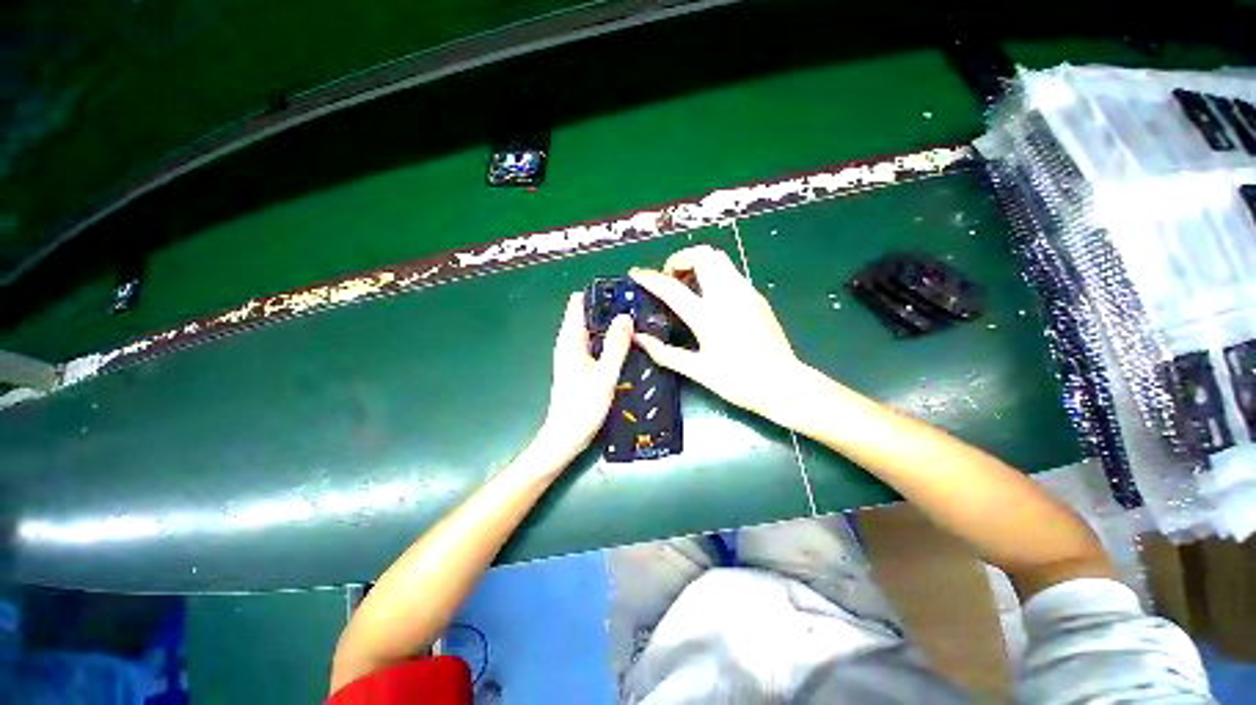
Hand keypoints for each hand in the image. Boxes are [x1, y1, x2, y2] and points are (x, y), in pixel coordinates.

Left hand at [532, 293, 632, 463]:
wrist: (565, 438)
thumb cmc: (582, 407)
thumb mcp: (604, 375)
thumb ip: (615, 346)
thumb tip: (625, 316)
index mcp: (570, 340)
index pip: (578, 304)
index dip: (598, 294)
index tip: (622, 290)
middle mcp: (569, 344)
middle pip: (587, 315)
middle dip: (609, 308)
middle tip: (636, 305)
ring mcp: (574, 356)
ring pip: (593, 330)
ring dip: (610, 324)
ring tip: (636, 321)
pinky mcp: (580, 367)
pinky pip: (595, 344)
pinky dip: (608, 340)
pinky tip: (626, 344)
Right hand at [629, 245, 812, 426]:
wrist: (784, 384)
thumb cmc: (739, 381)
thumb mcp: (697, 371)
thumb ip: (665, 352)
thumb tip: (638, 339)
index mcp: (708, 317)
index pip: (672, 288)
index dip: (650, 278)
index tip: (636, 274)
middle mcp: (728, 296)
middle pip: (703, 255)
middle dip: (680, 259)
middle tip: (670, 279)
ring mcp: (745, 292)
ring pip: (719, 259)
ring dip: (698, 263)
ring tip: (687, 286)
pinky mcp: (756, 296)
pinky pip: (730, 272)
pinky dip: (712, 273)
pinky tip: (709, 297)